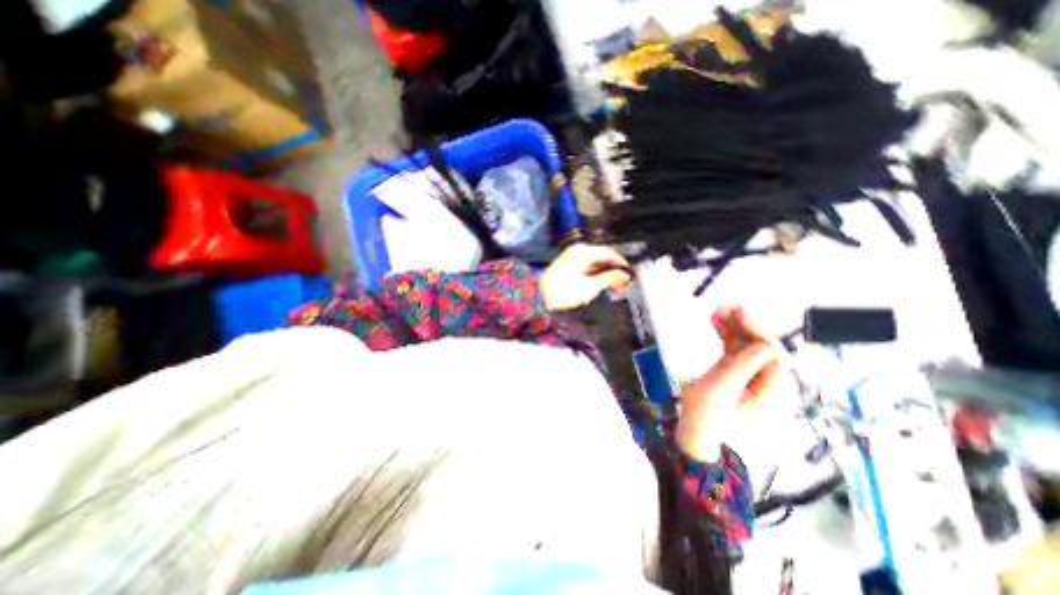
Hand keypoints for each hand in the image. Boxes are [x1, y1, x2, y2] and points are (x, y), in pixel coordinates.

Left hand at [541, 245, 631, 314]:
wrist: (538, 298)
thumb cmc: (563, 291)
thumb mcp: (590, 286)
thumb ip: (609, 279)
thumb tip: (624, 276)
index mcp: (583, 251)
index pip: (609, 253)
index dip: (621, 264)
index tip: (630, 275)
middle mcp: (577, 252)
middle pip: (602, 259)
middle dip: (614, 272)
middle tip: (624, 285)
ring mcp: (571, 259)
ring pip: (595, 265)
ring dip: (605, 276)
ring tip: (614, 289)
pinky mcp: (568, 268)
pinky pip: (586, 270)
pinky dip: (595, 278)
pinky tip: (601, 287)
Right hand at [674, 307, 780, 464]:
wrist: (692, 423)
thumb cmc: (706, 412)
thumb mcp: (722, 391)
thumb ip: (741, 368)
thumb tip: (763, 346)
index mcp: (769, 388)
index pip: (772, 355)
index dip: (759, 332)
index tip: (742, 315)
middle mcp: (762, 377)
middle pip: (760, 344)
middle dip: (746, 324)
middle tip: (729, 306)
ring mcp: (747, 370)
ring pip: (745, 341)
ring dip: (733, 324)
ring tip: (718, 308)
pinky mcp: (732, 366)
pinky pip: (731, 343)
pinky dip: (724, 330)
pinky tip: (714, 319)